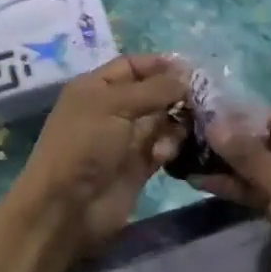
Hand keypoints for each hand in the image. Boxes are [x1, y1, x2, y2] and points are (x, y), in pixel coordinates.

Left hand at [7, 54, 186, 257]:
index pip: (132, 66)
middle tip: (203, 99)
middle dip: (176, 93)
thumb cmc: (84, 144)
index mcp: (96, 87)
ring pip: (163, 120)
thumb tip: (187, 73)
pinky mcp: (139, 166)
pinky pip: (164, 147)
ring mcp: (126, 139)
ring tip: (185, 128)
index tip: (192, 69)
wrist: (67, 207)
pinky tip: (164, 153)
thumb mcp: (115, 105)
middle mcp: (112, 109)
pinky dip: (170, 146)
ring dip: (176, 122)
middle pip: (152, 92)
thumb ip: (154, 88)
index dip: (159, 64)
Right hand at [201, 108, 270, 271]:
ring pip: (260, 166)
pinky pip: (259, 188)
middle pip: (267, 141)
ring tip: (189, 156)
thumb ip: (250, 156)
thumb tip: (214, 125)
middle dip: (231, 141)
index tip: (204, 114)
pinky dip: (235, 186)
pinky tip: (201, 181)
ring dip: (228, 165)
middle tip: (190, 134)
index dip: (241, 117)